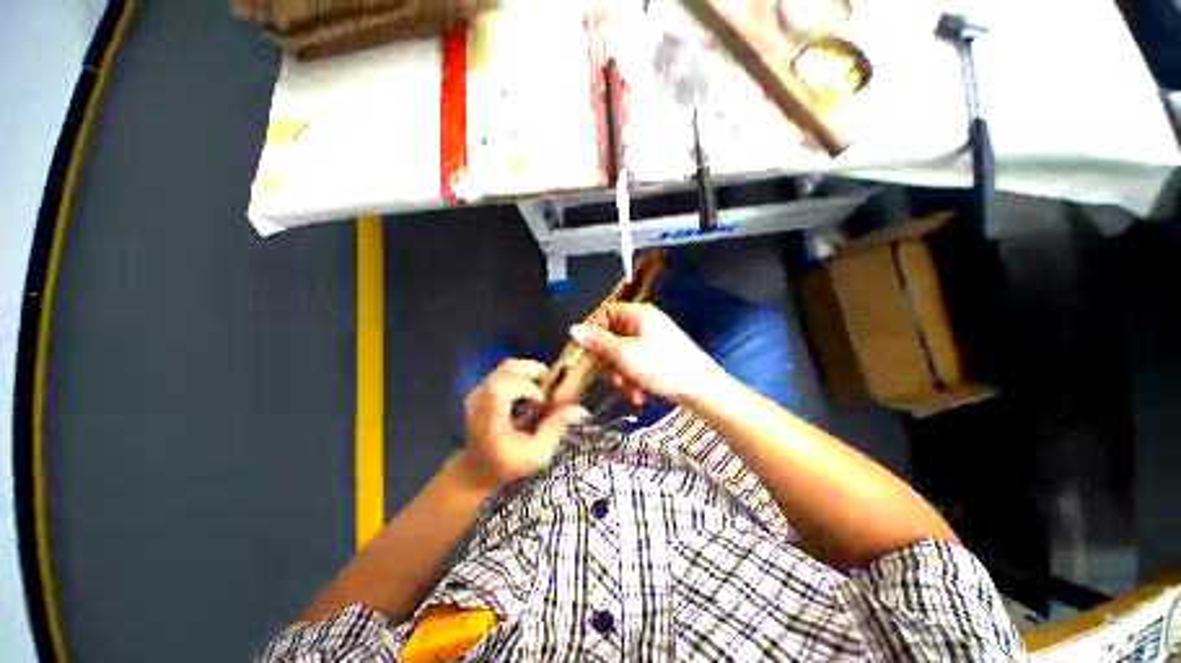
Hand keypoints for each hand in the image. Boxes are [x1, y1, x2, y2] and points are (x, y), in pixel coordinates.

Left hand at [457, 359, 587, 492]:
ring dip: (529, 371)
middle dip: (533, 371)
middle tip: (550, 385)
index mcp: (488, 417)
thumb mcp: (535, 454)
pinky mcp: (482, 389)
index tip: (542, 402)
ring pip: (507, 366)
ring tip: (543, 387)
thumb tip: (579, 409)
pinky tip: (531, 390)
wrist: (477, 468)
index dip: (527, 387)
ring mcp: (479, 391)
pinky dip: (522, 374)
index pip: (502, 388)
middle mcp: (480, 398)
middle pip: (507, 368)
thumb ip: (554, 428)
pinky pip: (505, 371)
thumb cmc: (507, 465)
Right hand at [570, 303, 723, 404]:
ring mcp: (652, 341)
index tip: (585, 352)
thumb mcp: (625, 354)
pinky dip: (634, 380)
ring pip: (622, 355)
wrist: (702, 389)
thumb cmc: (663, 366)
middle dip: (610, 363)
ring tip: (631, 391)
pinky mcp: (657, 357)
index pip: (605, 313)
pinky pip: (635, 364)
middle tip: (614, 379)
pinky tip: (639, 395)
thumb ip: (598, 341)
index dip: (593, 332)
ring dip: (622, 376)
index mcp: (638, 314)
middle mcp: (644, 323)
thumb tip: (574, 329)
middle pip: (612, 338)